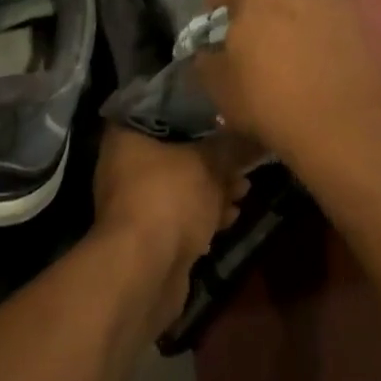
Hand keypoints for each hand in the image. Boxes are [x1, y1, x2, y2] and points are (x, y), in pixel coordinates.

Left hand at [91, 128, 250, 329]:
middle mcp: (124, 164)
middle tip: (241, 157)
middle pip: (174, 150)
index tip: (221, 110)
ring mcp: (134, 202)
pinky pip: (180, 215)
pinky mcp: (148, 236)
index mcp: (126, 135)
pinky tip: (232, 215)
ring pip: (180, 185)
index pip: (160, 108)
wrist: (145, 272)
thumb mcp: (209, 163)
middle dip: (210, 156)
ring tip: (244, 187)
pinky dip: (204, 214)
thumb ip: (233, 146)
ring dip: (212, 188)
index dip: (193, 110)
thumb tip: (257, 136)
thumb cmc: (169, 197)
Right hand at [199, 0, 380, 167]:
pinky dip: (323, 22)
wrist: (339, 126)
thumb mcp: (219, 86)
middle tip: (259, 11)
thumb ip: (206, 60)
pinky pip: (332, 10)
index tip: (213, 17)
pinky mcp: (358, 21)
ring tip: (291, 32)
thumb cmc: (268, 99)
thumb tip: (208, 51)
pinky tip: (318, 49)